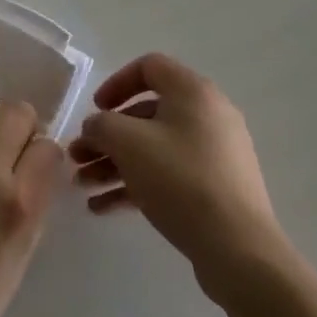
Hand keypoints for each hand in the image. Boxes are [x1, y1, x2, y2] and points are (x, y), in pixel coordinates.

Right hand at [69, 54, 285, 293]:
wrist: (238, 249)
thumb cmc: (181, 179)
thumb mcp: (129, 143)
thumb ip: (102, 125)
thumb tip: (96, 127)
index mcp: (193, 91)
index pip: (149, 67)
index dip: (116, 83)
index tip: (96, 109)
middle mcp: (207, 115)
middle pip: (146, 114)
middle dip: (107, 137)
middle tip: (78, 158)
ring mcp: (214, 154)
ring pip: (154, 148)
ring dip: (114, 164)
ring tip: (82, 187)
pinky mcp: (214, 188)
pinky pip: (168, 175)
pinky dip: (136, 184)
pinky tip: (103, 208)